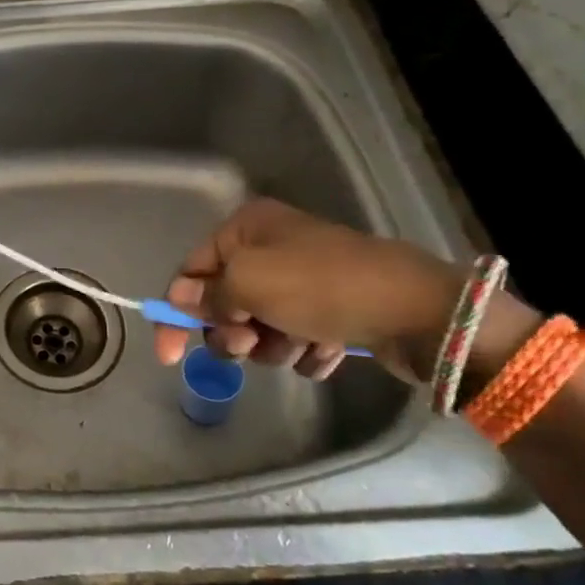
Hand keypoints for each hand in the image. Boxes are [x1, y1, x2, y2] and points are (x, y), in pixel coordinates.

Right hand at [153, 198, 466, 382]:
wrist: (415, 310)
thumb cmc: (318, 286)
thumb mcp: (247, 282)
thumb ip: (206, 295)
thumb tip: (185, 303)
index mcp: (247, 228)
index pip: (191, 271)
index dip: (176, 313)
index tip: (169, 356)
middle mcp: (272, 248)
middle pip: (225, 302)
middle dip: (233, 331)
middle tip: (250, 344)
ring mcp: (305, 281)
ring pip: (261, 326)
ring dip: (272, 344)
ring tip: (300, 344)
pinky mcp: (333, 312)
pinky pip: (297, 339)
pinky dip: (305, 350)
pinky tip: (327, 349)